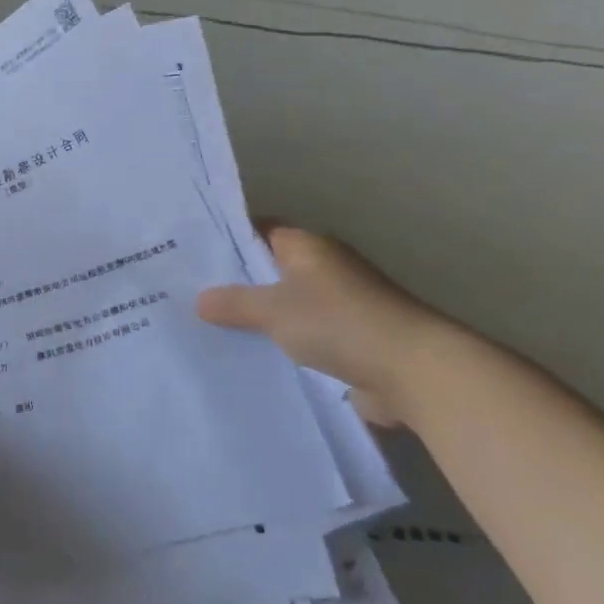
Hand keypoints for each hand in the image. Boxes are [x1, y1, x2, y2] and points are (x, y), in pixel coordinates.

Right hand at [196, 225, 451, 425]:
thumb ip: (234, 303)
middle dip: (236, 283)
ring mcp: (341, 307)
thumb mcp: (273, 310)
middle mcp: (326, 270)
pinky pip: (303, 339)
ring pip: (286, 308)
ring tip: (209, 329)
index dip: (227, 238)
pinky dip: (281, 347)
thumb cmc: (340, 323)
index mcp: (309, 248)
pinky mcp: (350, 343)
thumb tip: (200, 299)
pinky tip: (249, 359)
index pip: (259, 231)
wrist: (416, 373)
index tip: (191, 252)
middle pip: (271, 270)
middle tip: (188, 293)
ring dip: (259, 319)